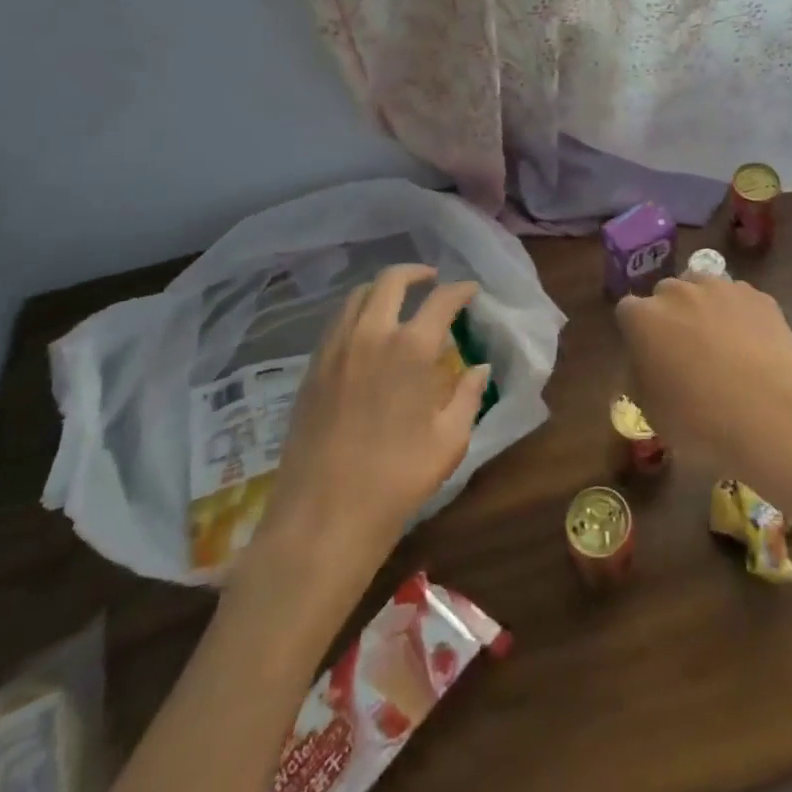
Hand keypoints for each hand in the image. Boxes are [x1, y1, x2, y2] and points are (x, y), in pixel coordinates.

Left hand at [250, 265, 486, 573]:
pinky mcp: (312, 368)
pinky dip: (358, 312)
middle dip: (417, 273)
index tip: (471, 291)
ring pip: (358, 295)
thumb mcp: (448, 441)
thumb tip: (479, 368)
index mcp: (410, 348)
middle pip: (392, 280)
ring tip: (399, 302)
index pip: (442, 299)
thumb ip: (468, 396)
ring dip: (383, 289)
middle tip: (432, 281)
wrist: (322, 518)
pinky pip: (337, 322)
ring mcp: (335, 348)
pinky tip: (368, 333)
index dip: (461, 290)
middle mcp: (371, 334)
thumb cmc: (396, 480)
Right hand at [615, 274, 791, 473]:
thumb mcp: (651, 411)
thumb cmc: (700, 422)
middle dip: (669, 315)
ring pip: (702, 288)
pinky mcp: (757, 296)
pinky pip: (738, 298)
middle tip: (684, 351)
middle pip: (665, 293)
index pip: (627, 311)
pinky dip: (739, 315)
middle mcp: (678, 291)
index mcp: (643, 318)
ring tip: (720, 344)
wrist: (773, 417)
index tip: (648, 356)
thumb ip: (641, 376)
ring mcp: (721, 288)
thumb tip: (647, 364)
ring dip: (703, 308)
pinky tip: (752, 346)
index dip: (637, 333)